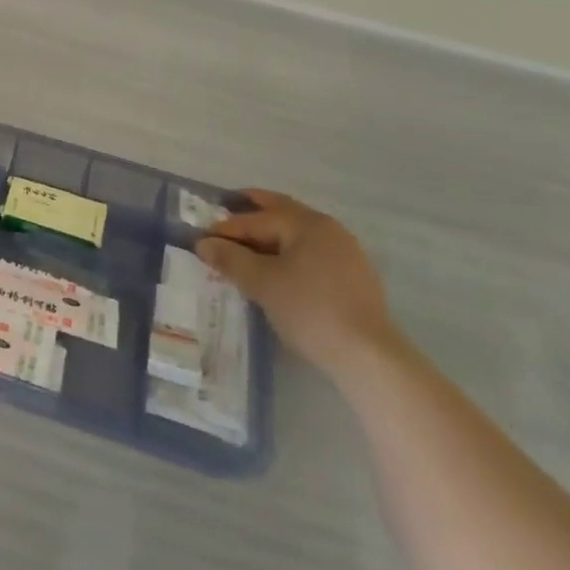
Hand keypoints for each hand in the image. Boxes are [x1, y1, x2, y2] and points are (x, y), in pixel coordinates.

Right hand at [194, 189, 398, 379]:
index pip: (256, 218)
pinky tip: (276, 270)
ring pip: (297, 235)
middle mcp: (328, 229)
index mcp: (306, 223)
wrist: (368, 357)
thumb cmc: (309, 309)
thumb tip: (203, 243)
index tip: (201, 239)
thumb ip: (230, 258)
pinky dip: (288, 253)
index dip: (226, 228)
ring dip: (269, 236)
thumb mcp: (261, 282)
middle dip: (252, 213)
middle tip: (223, 213)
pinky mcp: (353, 278)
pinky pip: (310, 254)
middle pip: (282, 213)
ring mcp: (345, 253)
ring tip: (245, 247)